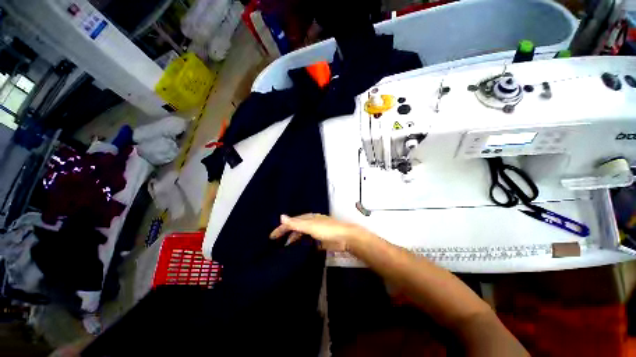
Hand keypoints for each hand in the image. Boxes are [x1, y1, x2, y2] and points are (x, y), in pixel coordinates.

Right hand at [269, 214, 363, 251]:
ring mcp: (316, 232)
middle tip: (275, 242)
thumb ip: (296, 223)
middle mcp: (311, 223)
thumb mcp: (310, 226)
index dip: (282, 228)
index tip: (272, 236)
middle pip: (296, 228)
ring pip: (302, 235)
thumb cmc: (327, 229)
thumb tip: (281, 216)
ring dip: (293, 239)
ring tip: (285, 247)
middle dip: (286, 233)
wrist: (345, 238)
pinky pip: (308, 242)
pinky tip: (299, 250)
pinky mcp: (321, 241)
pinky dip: (302, 245)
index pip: (292, 221)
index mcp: (308, 218)